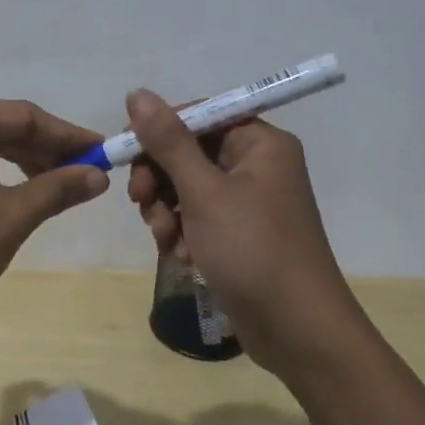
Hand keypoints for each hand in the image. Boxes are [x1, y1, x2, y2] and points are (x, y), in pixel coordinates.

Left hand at [0, 98, 109, 323]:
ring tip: (64, 185)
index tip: (105, 152)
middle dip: (50, 149)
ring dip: (28, 161)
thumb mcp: (10, 217)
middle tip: (89, 172)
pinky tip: (25, 191)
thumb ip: (57, 189)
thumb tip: (99, 174)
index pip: (26, 116)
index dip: (69, 135)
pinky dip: (2, 172)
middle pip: (8, 125)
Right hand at [124, 89, 355, 370]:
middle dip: (160, 180)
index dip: (158, 131)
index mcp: (259, 143)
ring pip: (187, 187)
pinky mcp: (240, 233)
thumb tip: (137, 93)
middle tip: (140, 203)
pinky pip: (199, 217)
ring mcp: (249, 201)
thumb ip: (168, 141)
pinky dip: (185, 233)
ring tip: (168, 241)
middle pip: (188, 152)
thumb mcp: (204, 192)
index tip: (126, 153)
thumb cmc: (253, 250)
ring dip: (168, 212)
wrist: (298, 331)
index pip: (198, 115)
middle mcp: (256, 164)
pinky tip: (184, 258)